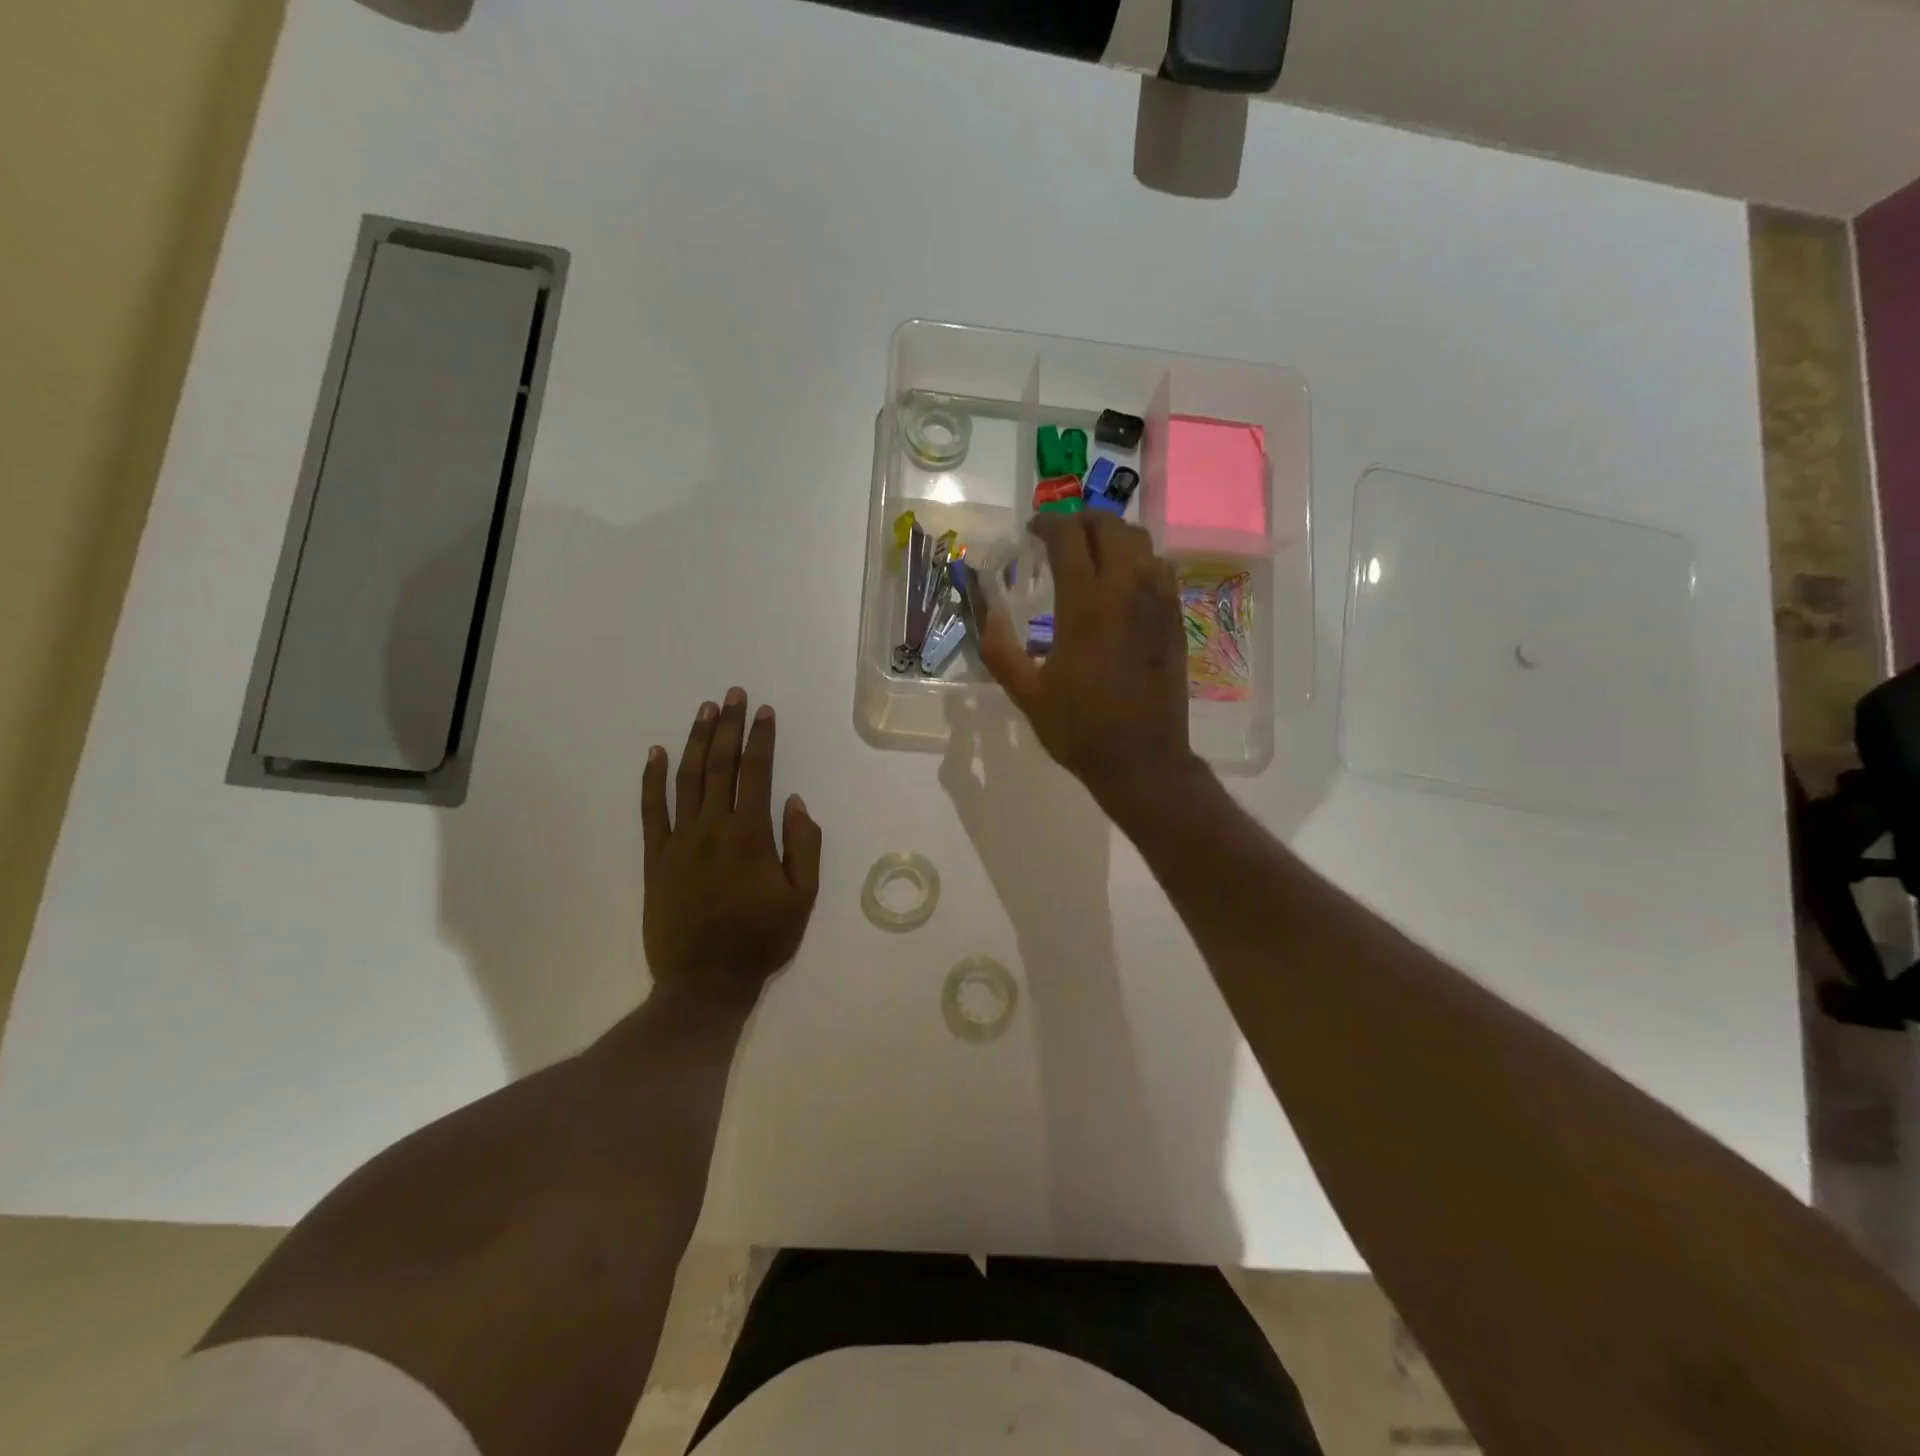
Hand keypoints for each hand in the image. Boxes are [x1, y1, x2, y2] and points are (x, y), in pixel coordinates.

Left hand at [641, 689, 822, 999]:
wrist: (705, 981)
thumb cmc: (761, 939)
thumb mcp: (803, 897)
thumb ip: (804, 846)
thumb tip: (795, 802)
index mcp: (751, 835)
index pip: (757, 772)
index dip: (761, 738)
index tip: (764, 711)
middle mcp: (713, 827)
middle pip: (720, 765)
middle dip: (728, 726)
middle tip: (733, 695)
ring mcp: (679, 841)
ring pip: (687, 779)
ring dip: (696, 741)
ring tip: (704, 711)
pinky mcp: (655, 858)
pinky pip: (651, 810)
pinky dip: (651, 779)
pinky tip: (655, 753)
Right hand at [978, 513, 1204, 812]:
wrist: (1143, 760)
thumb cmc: (1080, 729)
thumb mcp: (1027, 695)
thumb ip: (1001, 651)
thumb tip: (987, 615)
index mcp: (1084, 607)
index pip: (1069, 538)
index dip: (1048, 524)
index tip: (1033, 531)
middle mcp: (1125, 592)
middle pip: (1109, 526)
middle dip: (1081, 520)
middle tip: (1061, 534)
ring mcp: (1157, 603)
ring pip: (1141, 542)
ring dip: (1113, 535)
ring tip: (1092, 550)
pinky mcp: (1175, 619)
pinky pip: (1161, 568)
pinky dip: (1139, 558)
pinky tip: (1124, 580)